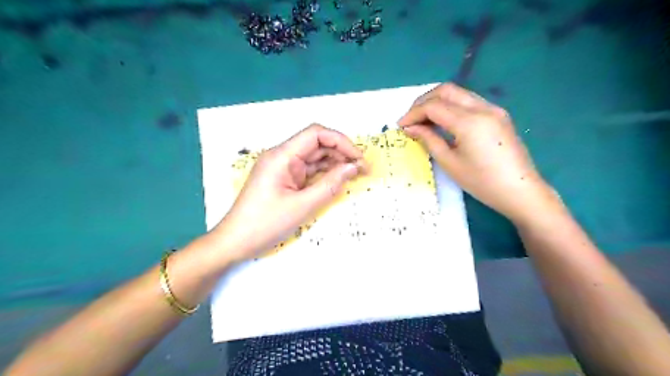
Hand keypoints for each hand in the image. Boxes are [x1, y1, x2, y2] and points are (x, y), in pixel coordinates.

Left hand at [211, 123, 364, 260]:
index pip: (316, 134)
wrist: (236, 242)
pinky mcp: (284, 179)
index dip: (341, 141)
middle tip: (362, 169)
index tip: (358, 158)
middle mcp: (282, 156)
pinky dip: (324, 174)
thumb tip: (354, 167)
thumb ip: (330, 184)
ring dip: (335, 163)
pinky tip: (338, 180)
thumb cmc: (266, 224)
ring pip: (314, 157)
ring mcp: (283, 168)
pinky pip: (308, 171)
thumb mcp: (303, 206)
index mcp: (282, 156)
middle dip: (341, 153)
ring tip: (354, 174)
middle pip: (316, 144)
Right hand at [399, 84, 557, 224]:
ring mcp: (493, 108)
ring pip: (458, 93)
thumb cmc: (482, 182)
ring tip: (423, 120)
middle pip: (446, 90)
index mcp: (469, 122)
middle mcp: (482, 108)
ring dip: (437, 101)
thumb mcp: (450, 163)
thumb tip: (411, 128)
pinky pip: (469, 101)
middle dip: (423, 101)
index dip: (413, 113)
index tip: (400, 126)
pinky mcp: (498, 114)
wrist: (521, 190)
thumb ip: (429, 139)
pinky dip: (451, 106)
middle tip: (411, 119)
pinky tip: (443, 121)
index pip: (433, 106)